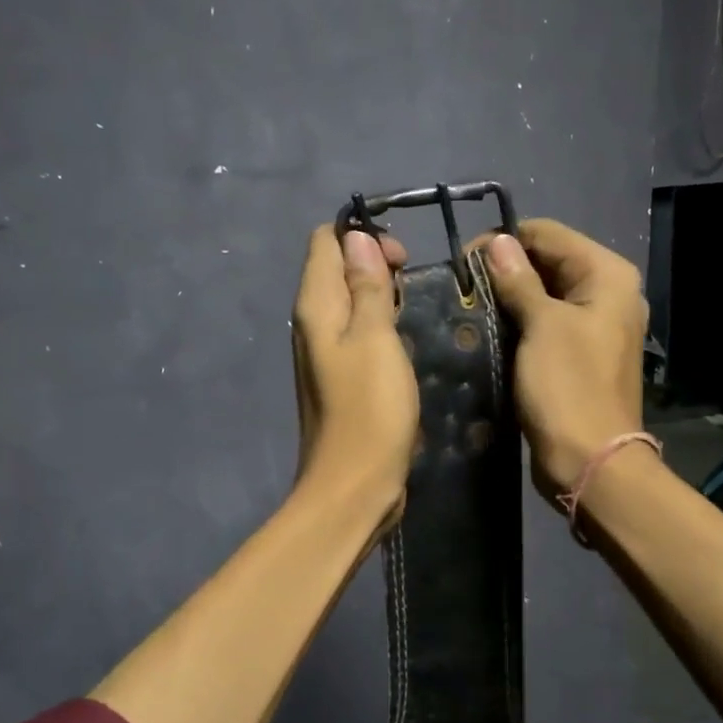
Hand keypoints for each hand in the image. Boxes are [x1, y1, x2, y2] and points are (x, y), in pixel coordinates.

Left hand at [291, 225, 418, 525]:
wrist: (355, 484)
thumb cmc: (369, 409)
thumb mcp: (375, 338)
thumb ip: (366, 286)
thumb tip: (356, 240)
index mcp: (314, 307)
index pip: (325, 242)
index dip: (361, 237)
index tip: (401, 258)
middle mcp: (312, 324)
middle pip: (336, 269)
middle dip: (374, 263)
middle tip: (410, 283)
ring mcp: (324, 352)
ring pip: (349, 302)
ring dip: (379, 295)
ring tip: (410, 309)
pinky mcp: (341, 377)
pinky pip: (357, 333)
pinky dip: (379, 326)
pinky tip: (403, 341)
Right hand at [478, 219, 647, 497]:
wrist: (590, 460)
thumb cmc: (568, 387)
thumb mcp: (541, 326)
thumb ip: (519, 279)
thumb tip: (497, 241)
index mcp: (607, 275)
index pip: (548, 234)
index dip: (505, 242)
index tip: (464, 262)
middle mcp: (607, 292)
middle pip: (548, 261)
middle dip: (506, 269)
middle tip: (464, 287)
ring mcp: (594, 325)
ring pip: (544, 293)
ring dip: (509, 296)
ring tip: (470, 306)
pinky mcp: (578, 352)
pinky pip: (546, 323)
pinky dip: (520, 321)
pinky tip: (489, 328)